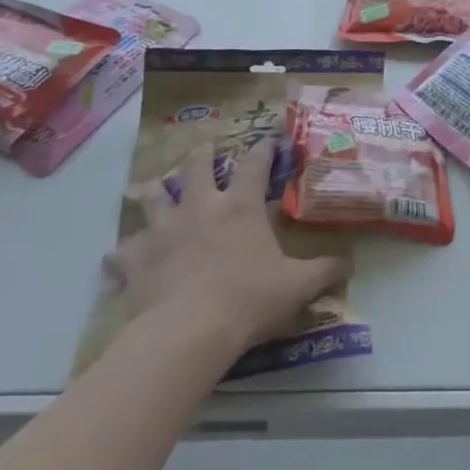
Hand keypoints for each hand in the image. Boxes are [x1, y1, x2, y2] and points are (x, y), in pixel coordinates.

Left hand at [107, 139, 348, 357]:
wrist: (186, 333)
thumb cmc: (248, 299)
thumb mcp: (297, 285)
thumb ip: (325, 271)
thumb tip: (351, 265)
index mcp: (240, 206)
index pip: (255, 164)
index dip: (263, 148)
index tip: (267, 137)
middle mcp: (200, 207)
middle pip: (196, 165)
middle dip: (201, 153)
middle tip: (205, 147)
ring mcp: (162, 231)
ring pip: (152, 197)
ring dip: (153, 190)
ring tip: (152, 186)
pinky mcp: (135, 260)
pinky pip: (121, 251)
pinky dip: (122, 253)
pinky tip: (119, 257)